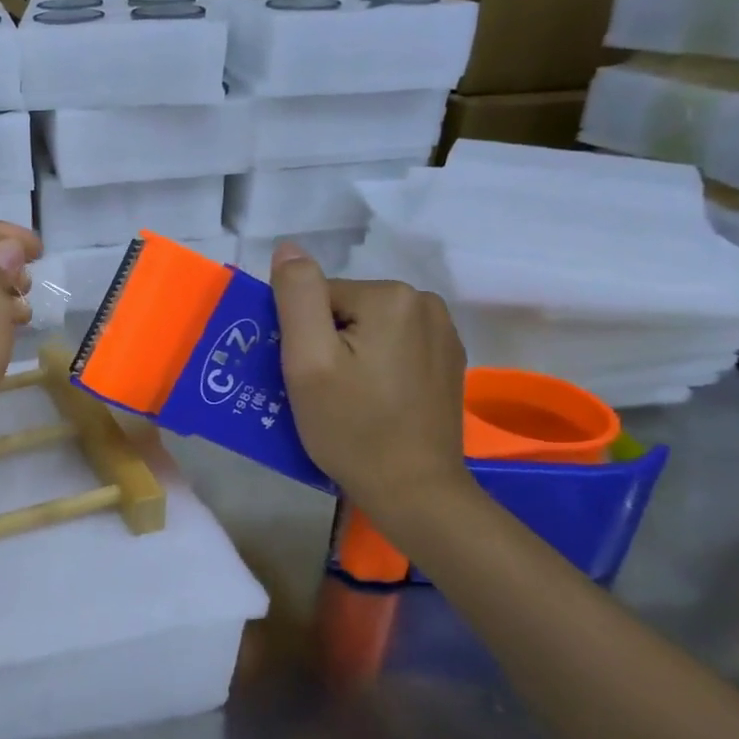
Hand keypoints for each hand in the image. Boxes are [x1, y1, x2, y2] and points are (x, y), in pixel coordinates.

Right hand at [270, 243, 472, 524]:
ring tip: (346, 399)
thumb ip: (296, 296)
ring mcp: (444, 332)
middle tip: (322, 392)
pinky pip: (393, 346)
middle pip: (344, 310)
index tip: (306, 376)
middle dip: (327, 344)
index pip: (318, 298)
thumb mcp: (307, 361)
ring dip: (350, 355)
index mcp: (391, 296)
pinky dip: (376, 366)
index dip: (301, 336)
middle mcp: (425, 302)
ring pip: (368, 328)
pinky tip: (375, 401)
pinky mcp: (449, 361)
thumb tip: (288, 247)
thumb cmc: (351, 427)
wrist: (415, 491)